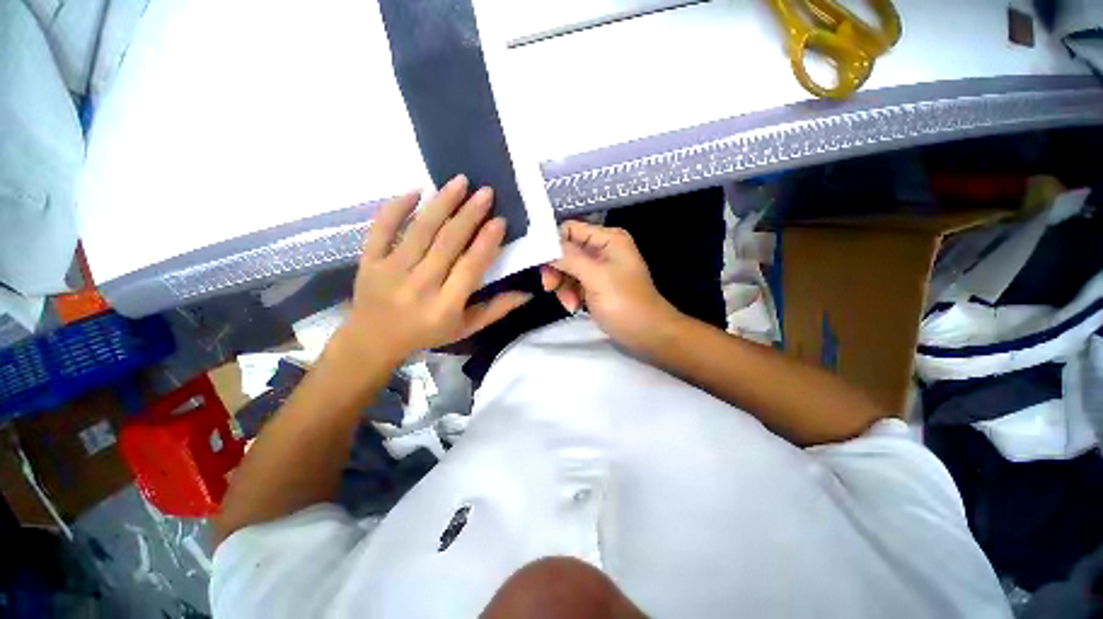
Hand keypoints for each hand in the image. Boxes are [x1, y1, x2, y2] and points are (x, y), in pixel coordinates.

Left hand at [343, 175, 530, 360]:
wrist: (373, 340)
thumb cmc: (427, 334)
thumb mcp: (466, 328)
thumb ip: (496, 310)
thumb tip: (527, 293)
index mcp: (445, 305)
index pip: (470, 267)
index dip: (486, 242)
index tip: (499, 220)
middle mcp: (419, 286)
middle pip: (447, 243)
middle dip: (469, 214)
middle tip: (485, 192)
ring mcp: (390, 271)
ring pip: (420, 230)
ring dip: (442, 203)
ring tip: (460, 182)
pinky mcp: (369, 260)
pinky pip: (381, 228)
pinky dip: (397, 207)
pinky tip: (416, 191)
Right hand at [540, 220, 679, 350]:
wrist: (648, 336)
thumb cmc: (625, 304)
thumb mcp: (596, 278)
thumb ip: (569, 259)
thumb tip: (542, 244)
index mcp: (608, 239)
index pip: (570, 229)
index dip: (552, 243)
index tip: (540, 264)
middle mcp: (602, 249)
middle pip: (566, 250)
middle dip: (557, 270)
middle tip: (551, 288)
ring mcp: (599, 269)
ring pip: (566, 269)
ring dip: (563, 286)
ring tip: (570, 304)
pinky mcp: (595, 286)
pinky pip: (573, 283)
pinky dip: (570, 294)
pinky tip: (574, 307)